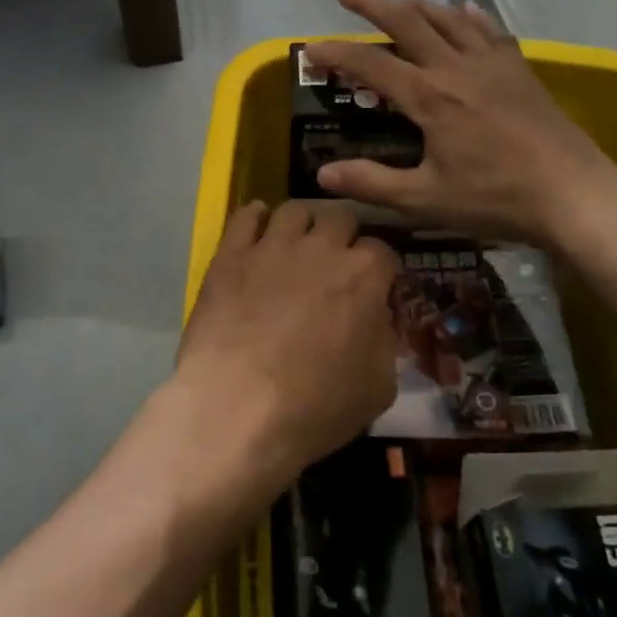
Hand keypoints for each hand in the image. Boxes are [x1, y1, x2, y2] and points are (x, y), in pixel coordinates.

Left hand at [174, 200, 399, 486]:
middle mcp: (321, 247)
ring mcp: (273, 245)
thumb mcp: (378, 387)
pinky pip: (245, 216)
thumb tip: (378, 319)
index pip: (382, 251)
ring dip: (302, 223)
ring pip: (294, 210)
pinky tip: (256, 228)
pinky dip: (254, 217)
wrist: (238, 407)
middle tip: (334, 263)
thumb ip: (385, 341)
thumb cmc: (316, 405)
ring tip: (296, 243)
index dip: (379, 269)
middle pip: (340, 218)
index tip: (373, 287)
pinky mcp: (231, 254)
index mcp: (363, 275)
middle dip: (343, 236)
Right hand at [303, 0, 616, 252]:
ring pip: (448, 18)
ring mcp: (492, 64)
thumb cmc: (497, 199)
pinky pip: (488, 30)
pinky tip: (464, 10)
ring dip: (416, 5)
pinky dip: (469, 16)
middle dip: (373, 4)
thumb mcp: (426, 200)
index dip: (335, 53)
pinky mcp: (518, 70)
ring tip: (397, 3)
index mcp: (429, 97)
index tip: (310, 50)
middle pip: (408, 21)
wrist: (575, 194)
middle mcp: (456, 68)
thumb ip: (372, 184)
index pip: (370, 64)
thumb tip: (322, 177)